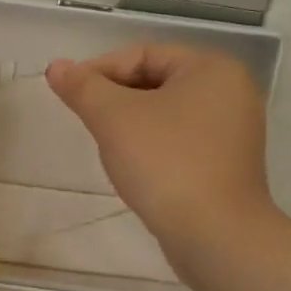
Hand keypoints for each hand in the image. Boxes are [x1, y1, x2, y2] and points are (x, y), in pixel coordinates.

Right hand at [45, 45, 272, 245]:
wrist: (215, 236)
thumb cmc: (165, 163)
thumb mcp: (113, 118)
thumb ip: (82, 87)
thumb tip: (56, 67)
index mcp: (212, 68)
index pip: (143, 54)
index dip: (99, 70)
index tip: (70, 95)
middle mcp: (232, 92)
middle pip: (156, 82)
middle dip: (115, 99)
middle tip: (86, 121)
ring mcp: (234, 131)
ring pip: (167, 113)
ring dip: (131, 124)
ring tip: (107, 146)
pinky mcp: (229, 165)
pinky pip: (181, 141)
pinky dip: (153, 146)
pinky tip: (134, 168)